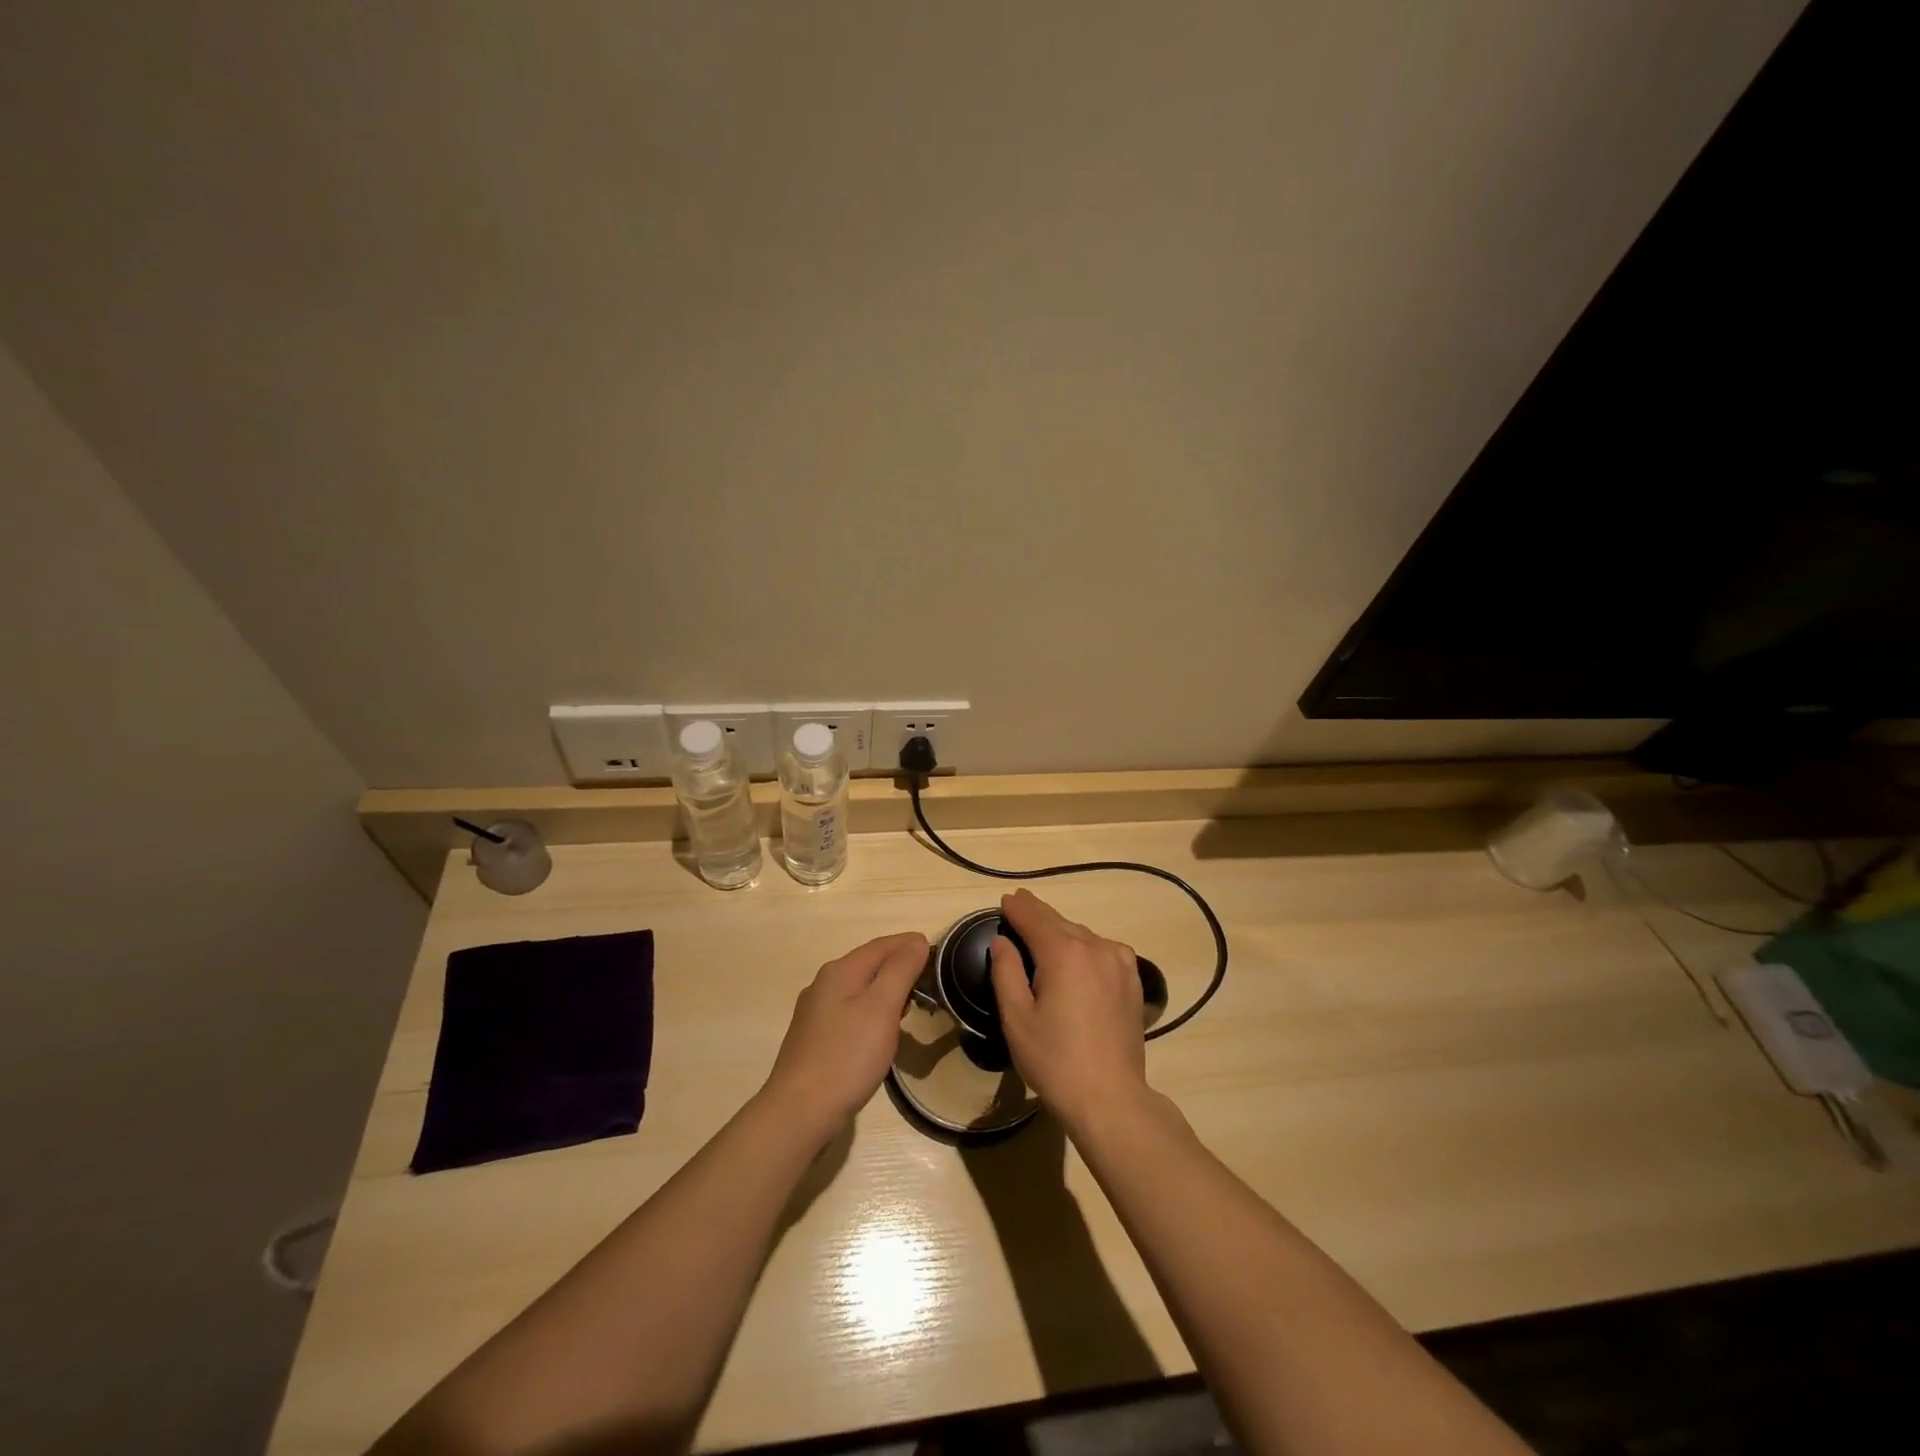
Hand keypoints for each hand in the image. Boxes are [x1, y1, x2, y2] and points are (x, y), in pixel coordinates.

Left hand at [763, 931, 928, 1136]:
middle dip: (900, 969)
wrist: (799, 1113)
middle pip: (870, 964)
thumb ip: (900, 969)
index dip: (911, 945)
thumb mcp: (881, 1008)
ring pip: (860, 990)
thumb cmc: (847, 1057)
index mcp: (840, 971)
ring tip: (910, 1011)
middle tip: (929, 986)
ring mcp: (816, 1013)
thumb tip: (916, 940)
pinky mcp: (814, 1039)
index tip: (939, 956)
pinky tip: (880, 1036)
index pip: (883, 945)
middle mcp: (824, 984)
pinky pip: (850, 1013)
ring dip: (887, 993)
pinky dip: (872, 1014)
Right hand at [989, 889, 1148, 1129]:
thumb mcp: (1016, 1018)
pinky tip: (1076, 956)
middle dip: (1037, 914)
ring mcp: (1119, 962)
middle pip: (1059, 922)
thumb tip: (1002, 941)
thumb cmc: (1054, 1060)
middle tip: (1020, 905)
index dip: (1017, 908)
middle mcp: (1095, 946)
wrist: (1110, 1098)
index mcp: (1064, 953)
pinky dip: (1084, 946)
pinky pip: (1102, 950)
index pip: (1034, 918)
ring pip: (1082, 935)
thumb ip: (1006, 972)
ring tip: (1043, 933)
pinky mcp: (1132, 980)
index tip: (1005, 900)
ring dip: (1061, 931)